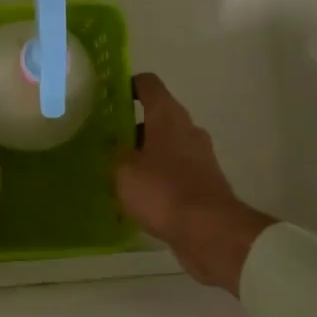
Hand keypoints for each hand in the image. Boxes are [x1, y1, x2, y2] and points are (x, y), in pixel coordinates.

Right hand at [114, 74, 275, 295]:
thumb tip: (114, 147)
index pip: (148, 84)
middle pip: (157, 118)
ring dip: (145, 157)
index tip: (110, 97)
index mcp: (168, 116)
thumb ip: (114, 154)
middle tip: (107, 144)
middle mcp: (188, 130)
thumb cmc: (162, 191)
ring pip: (166, 147)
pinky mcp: (205, 183)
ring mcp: (200, 157)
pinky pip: (175, 172)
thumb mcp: (123, 172)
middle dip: (132, 129)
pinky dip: (159, 179)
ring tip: (119, 175)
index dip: (128, 85)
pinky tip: (140, 198)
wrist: (210, 231)